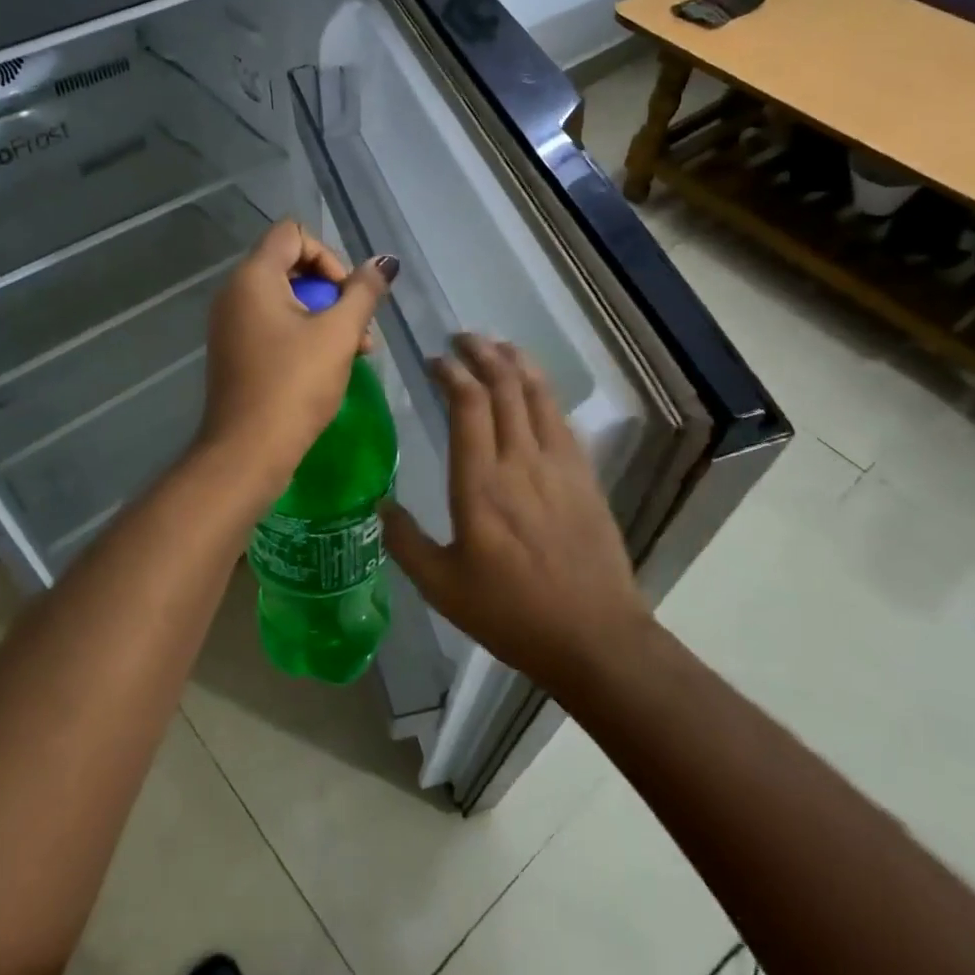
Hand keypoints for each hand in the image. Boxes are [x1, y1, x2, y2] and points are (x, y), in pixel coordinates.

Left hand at [197, 219, 397, 495]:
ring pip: (287, 300)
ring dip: (325, 317)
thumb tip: (385, 262)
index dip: (329, 256)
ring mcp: (231, 324)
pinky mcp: (236, 351)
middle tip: (359, 329)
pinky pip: (274, 325)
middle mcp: (235, 293)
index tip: (346, 295)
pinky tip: (330, 365)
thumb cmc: (294, 386)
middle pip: (292, 266)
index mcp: (253, 277)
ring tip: (357, 352)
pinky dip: (304, 335)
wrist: (247, 452)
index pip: (293, 234)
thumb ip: (363, 292)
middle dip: (334, 292)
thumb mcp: (338, 334)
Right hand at [380, 334, 650, 695]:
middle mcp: (520, 462)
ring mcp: (558, 465)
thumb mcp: (443, 587)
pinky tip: (534, 388)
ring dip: (516, 362)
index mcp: (480, 485)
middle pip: (505, 387)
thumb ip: (405, 543)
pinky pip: (561, 418)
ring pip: (537, 394)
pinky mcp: (584, 475)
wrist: (594, 636)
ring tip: (497, 346)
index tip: (435, 360)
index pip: (468, 405)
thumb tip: (380, 506)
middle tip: (462, 339)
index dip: (452, 373)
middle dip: (482, 354)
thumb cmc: (511, 613)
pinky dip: (543, 391)